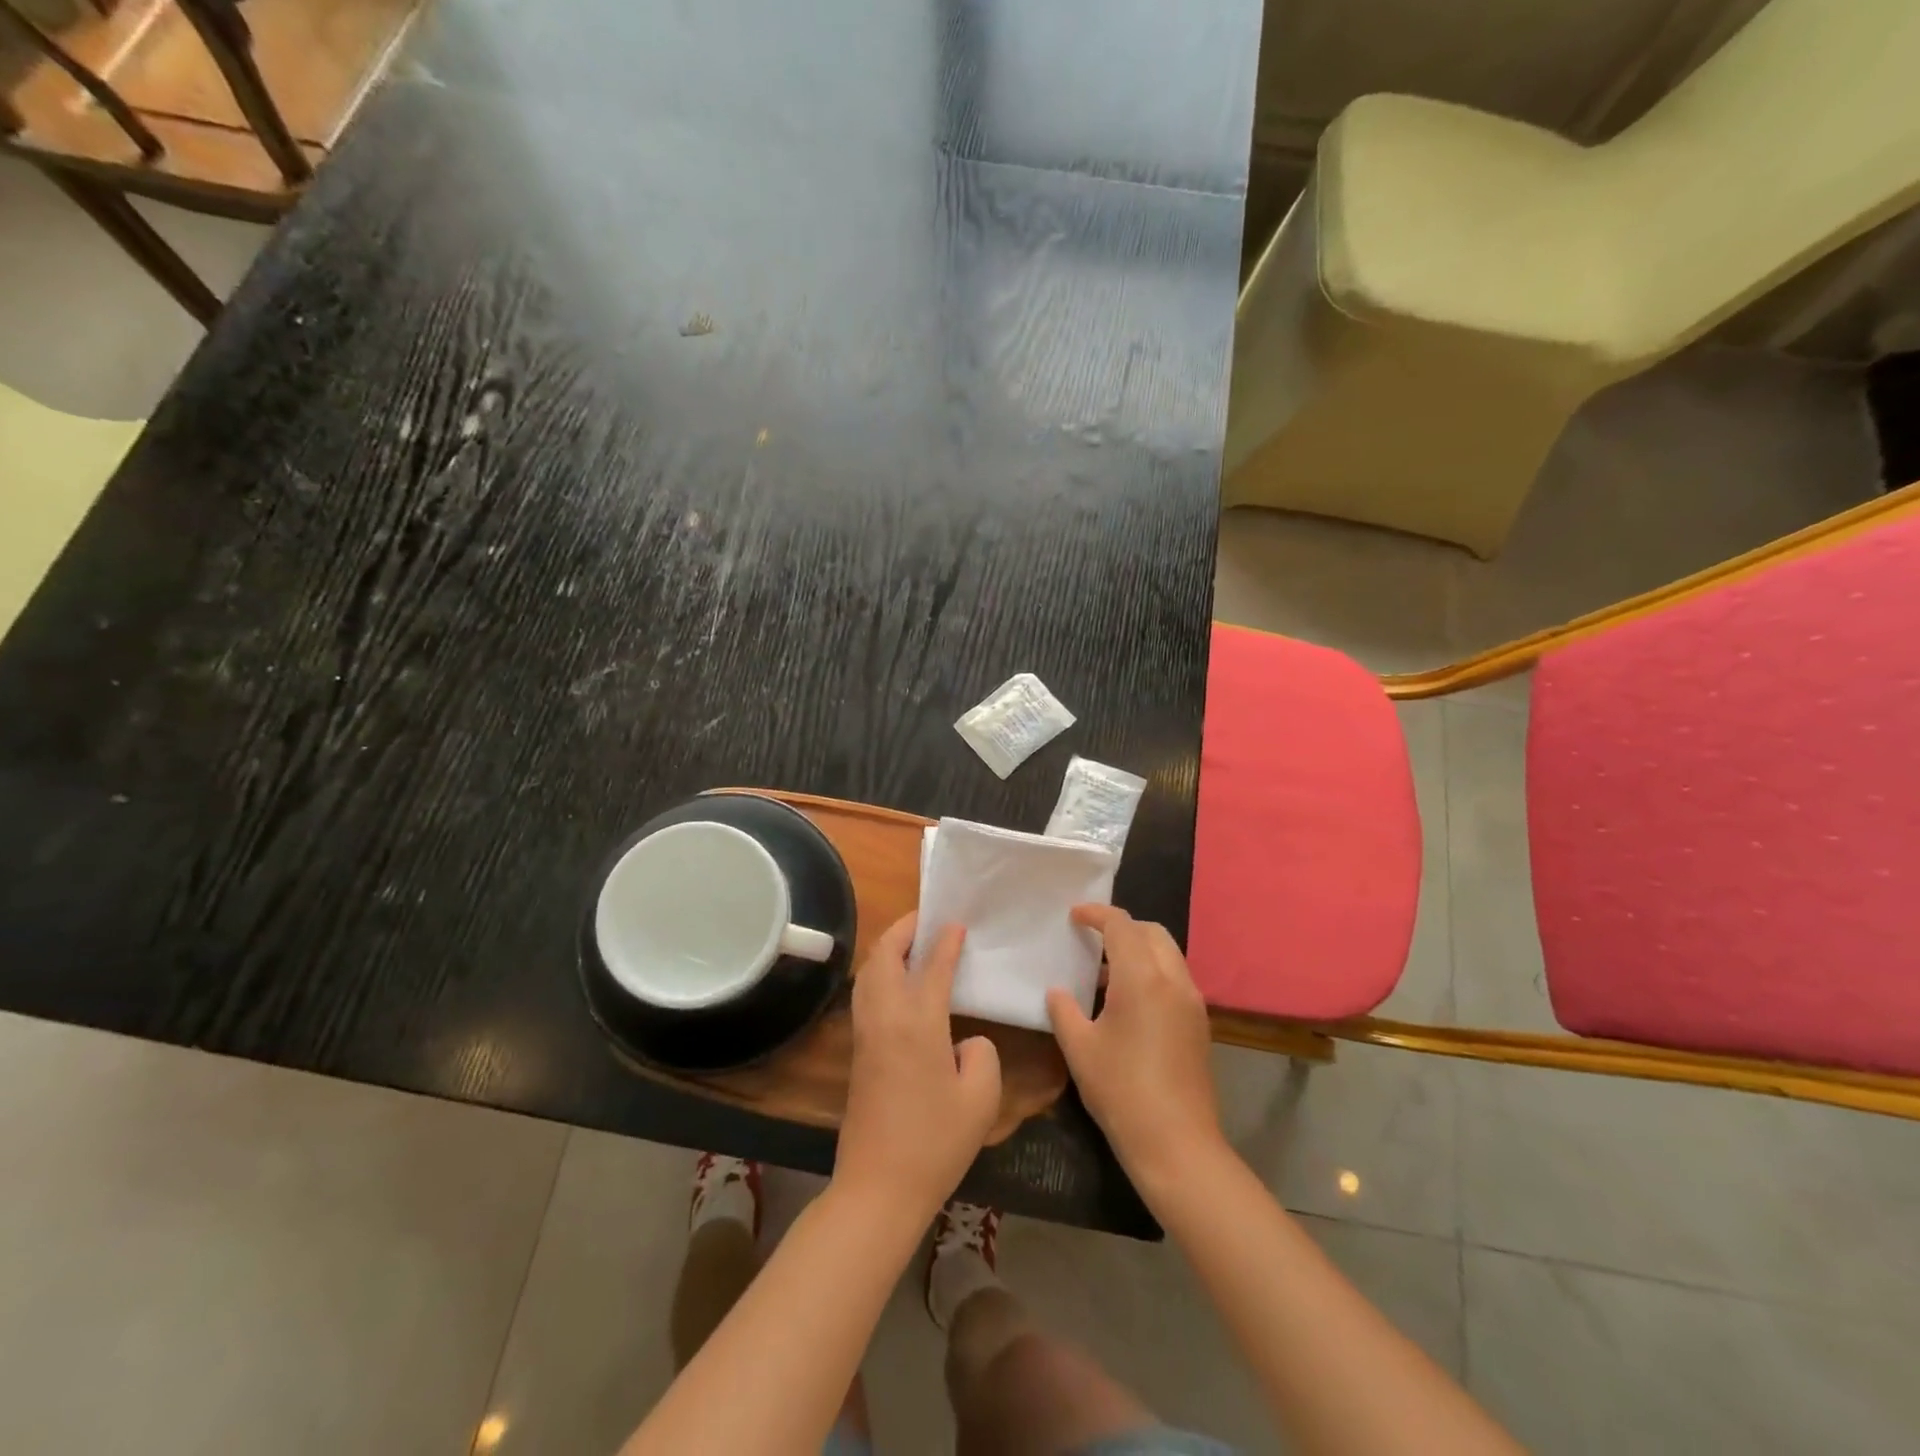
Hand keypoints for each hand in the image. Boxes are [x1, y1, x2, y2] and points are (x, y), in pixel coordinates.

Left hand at [835, 913, 1002, 1223]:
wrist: (878, 1186)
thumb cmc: (935, 1141)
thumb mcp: (980, 1098)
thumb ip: (981, 1053)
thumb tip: (964, 1040)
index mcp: (917, 1022)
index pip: (931, 966)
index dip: (945, 941)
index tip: (956, 923)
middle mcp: (885, 1017)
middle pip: (884, 955)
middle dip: (903, 929)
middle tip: (926, 920)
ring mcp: (866, 1033)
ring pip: (868, 972)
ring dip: (887, 948)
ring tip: (912, 943)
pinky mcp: (857, 1050)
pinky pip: (865, 993)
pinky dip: (879, 972)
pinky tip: (898, 983)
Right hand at [1047, 905, 1225, 1194]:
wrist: (1177, 1144)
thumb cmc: (1121, 1090)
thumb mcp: (1079, 1048)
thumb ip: (1063, 1010)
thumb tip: (1057, 991)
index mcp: (1143, 978)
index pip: (1122, 925)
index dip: (1096, 913)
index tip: (1074, 916)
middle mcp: (1174, 981)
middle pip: (1152, 932)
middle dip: (1122, 927)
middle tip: (1092, 939)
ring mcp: (1192, 1003)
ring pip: (1168, 955)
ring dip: (1139, 950)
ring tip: (1105, 972)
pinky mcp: (1199, 1024)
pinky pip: (1175, 979)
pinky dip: (1152, 972)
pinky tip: (1128, 1001)